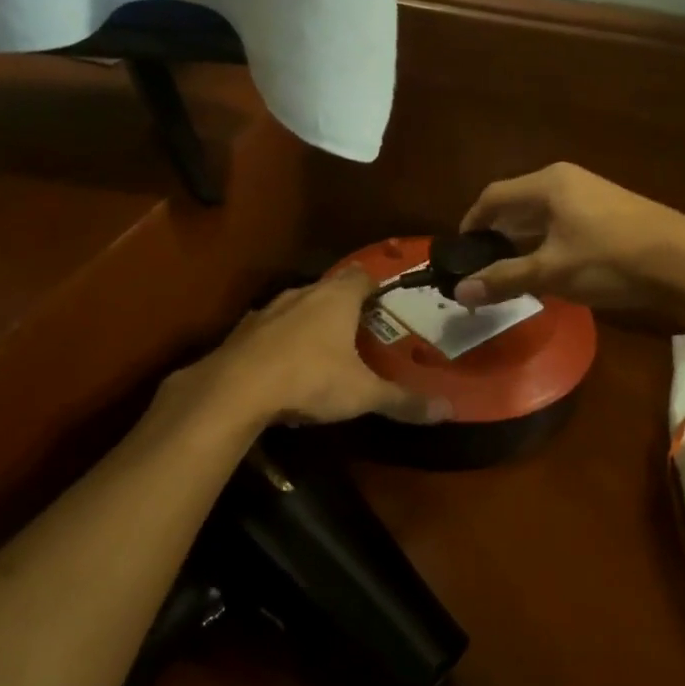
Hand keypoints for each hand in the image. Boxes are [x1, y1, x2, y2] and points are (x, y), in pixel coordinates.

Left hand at [177, 269, 449, 429]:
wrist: (235, 389)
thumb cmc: (310, 379)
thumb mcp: (363, 394)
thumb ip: (403, 400)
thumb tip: (448, 410)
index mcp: (336, 298)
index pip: (362, 275)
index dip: (375, 286)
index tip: (386, 302)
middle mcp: (301, 293)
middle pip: (328, 290)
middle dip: (344, 307)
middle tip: (360, 331)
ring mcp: (267, 310)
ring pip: (296, 308)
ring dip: (309, 323)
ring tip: (323, 350)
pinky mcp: (242, 332)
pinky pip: (270, 330)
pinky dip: (281, 342)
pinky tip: (285, 368)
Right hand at [453, 163, 684, 315]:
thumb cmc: (610, 260)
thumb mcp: (551, 272)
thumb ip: (503, 280)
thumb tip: (460, 292)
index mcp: (547, 185)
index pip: (493, 197)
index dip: (471, 223)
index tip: (460, 252)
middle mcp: (567, 181)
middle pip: (516, 206)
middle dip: (496, 238)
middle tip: (482, 270)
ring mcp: (592, 195)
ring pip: (541, 218)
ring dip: (522, 244)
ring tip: (511, 276)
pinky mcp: (610, 213)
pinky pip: (563, 225)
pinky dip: (547, 246)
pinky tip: (550, 273)